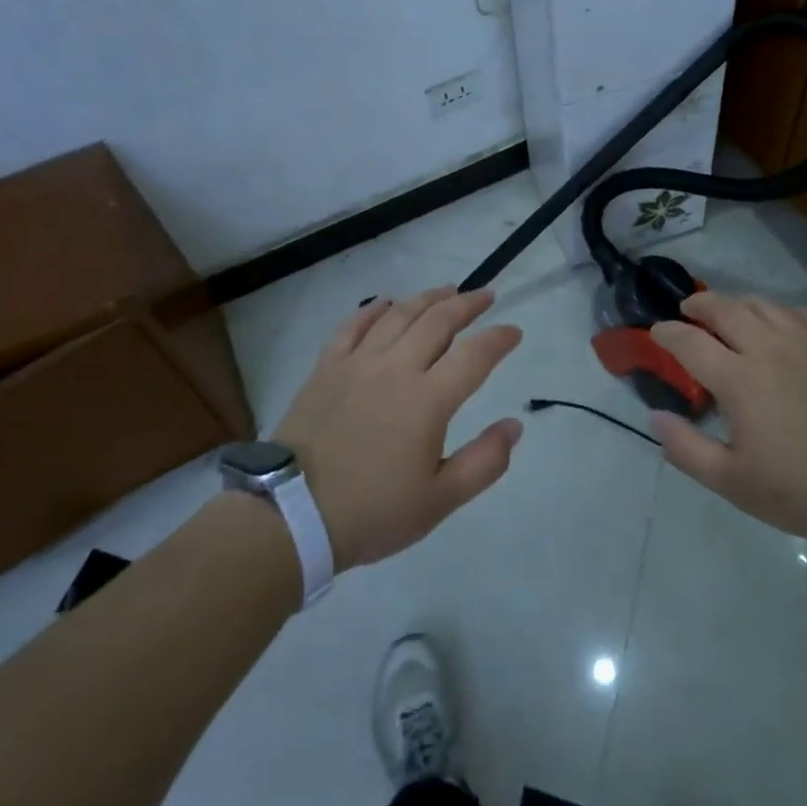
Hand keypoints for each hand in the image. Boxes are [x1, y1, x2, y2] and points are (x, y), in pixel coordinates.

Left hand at [271, 287, 523, 570]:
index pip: (475, 356)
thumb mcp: (440, 501)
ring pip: (398, 315)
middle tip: (486, 295)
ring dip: (427, 298)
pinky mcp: (326, 368)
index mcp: (428, 400)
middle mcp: (396, 369)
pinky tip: (384, 302)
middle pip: (438, 321)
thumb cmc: (372, 512)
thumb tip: (514, 426)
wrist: (291, 515)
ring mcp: (357, 364)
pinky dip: (372, 309)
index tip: (514, 332)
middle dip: (467, 304)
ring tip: (446, 290)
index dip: (499, 339)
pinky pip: (352, 327)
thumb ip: (484, 462)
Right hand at [647, 292, 806, 545]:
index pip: (690, 342)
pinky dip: (780, 312)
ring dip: (738, 303)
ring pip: (765, 306)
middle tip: (688, 310)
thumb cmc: (806, 491)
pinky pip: (803, 315)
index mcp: (740, 380)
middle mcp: (770, 349)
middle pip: (726, 309)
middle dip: (700, 304)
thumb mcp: (734, 483)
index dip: (667, 333)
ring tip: (729, 312)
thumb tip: (655, 417)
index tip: (655, 332)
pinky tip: (781, 323)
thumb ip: (687, 449)